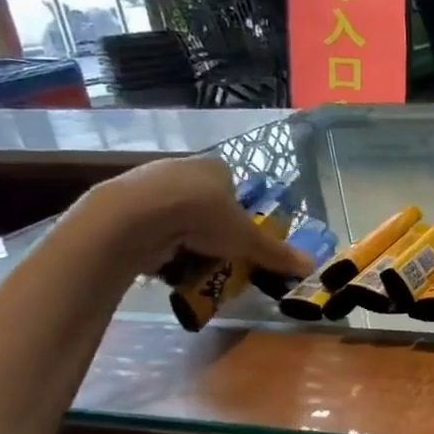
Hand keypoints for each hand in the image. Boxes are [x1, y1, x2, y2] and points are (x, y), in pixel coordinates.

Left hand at [76, 156, 313, 279]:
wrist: (136, 217)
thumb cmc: (201, 217)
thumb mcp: (246, 240)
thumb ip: (275, 253)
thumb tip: (312, 266)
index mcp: (215, 167)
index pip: (231, 185)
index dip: (237, 211)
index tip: (237, 236)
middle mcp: (182, 167)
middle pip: (202, 199)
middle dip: (208, 227)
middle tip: (216, 253)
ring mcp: (148, 182)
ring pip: (173, 212)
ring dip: (181, 235)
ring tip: (186, 260)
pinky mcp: (121, 201)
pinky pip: (147, 223)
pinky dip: (155, 241)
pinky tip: (160, 258)